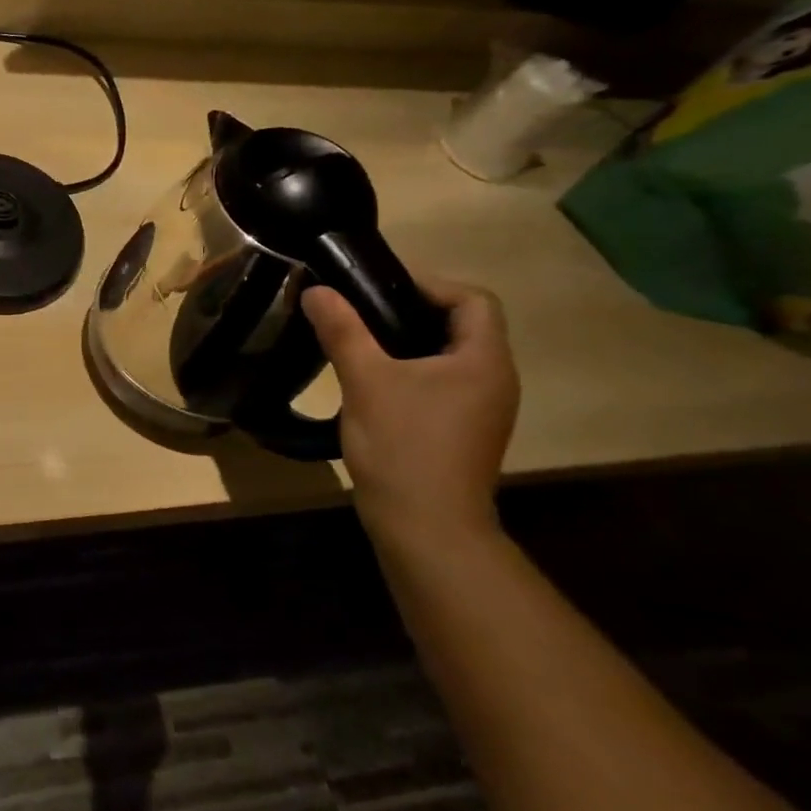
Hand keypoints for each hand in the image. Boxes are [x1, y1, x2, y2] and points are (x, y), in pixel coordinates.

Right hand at [302, 277, 518, 544]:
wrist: (425, 526)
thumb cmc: (403, 445)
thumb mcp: (366, 380)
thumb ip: (343, 331)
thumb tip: (317, 291)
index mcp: (484, 360)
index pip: (473, 299)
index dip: (429, 284)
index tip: (377, 288)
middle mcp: (494, 380)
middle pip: (462, 325)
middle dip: (411, 311)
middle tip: (360, 310)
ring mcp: (481, 409)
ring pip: (449, 357)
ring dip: (408, 342)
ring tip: (359, 342)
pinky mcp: (462, 431)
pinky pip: (441, 384)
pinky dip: (410, 371)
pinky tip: (372, 383)